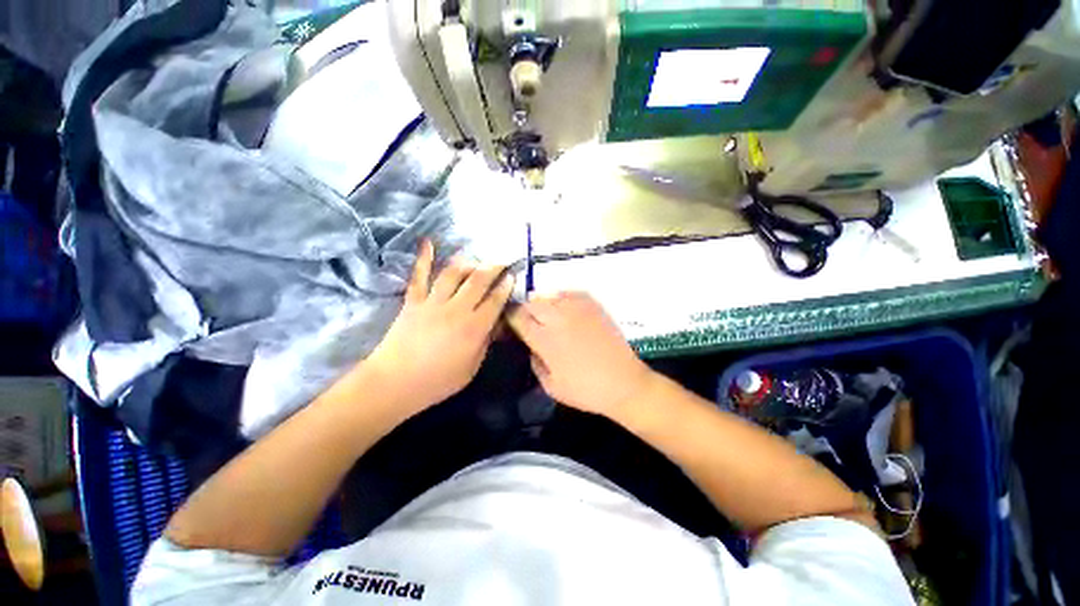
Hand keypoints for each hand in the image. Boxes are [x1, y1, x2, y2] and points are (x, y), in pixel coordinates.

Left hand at [363, 240, 514, 412]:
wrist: (394, 383)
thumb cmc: (438, 381)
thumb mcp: (471, 368)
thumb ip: (485, 342)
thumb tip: (495, 324)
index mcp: (474, 328)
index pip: (495, 301)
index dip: (505, 287)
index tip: (511, 276)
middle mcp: (456, 309)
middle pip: (478, 281)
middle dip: (493, 267)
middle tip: (501, 260)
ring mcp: (433, 302)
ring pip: (453, 273)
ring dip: (467, 262)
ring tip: (476, 258)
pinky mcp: (413, 301)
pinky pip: (419, 275)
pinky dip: (424, 258)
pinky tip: (428, 242)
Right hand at [508, 292, 656, 418]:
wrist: (624, 382)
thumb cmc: (585, 390)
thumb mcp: (550, 386)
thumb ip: (535, 362)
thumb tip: (532, 346)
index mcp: (545, 339)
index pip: (517, 317)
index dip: (510, 318)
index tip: (511, 323)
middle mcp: (558, 318)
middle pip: (531, 302)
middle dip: (525, 311)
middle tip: (529, 322)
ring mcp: (577, 308)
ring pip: (549, 295)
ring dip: (543, 304)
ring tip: (547, 316)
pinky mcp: (593, 305)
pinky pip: (570, 293)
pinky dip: (562, 299)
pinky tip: (566, 310)